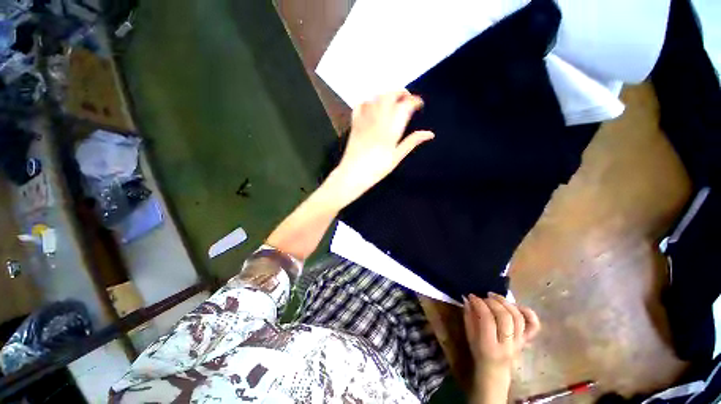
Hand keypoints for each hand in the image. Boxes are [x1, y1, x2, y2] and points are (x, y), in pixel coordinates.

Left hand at [329, 90, 433, 204]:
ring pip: (376, 97)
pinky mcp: (354, 123)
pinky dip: (368, 101)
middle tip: (407, 99)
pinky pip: (361, 104)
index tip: (419, 104)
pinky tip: (373, 106)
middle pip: (390, 95)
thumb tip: (430, 134)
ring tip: (393, 102)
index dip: (415, 101)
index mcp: (391, 128)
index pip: (405, 106)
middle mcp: (378, 119)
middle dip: (401, 93)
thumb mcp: (397, 157)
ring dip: (386, 95)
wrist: (353, 174)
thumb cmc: (377, 168)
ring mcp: (364, 119)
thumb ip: (412, 142)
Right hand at [464, 293, 540, 402]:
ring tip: (495, 297)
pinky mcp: (527, 340)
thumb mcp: (469, 336)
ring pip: (518, 318)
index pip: (488, 320)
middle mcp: (508, 345)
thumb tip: (467, 299)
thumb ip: (469, 317)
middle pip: (505, 318)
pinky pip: (533, 325)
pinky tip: (515, 305)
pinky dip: (527, 312)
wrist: (495, 371)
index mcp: (490, 346)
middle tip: (484, 296)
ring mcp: (520, 343)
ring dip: (506, 303)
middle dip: (493, 302)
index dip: (479, 304)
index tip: (472, 296)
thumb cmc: (478, 353)